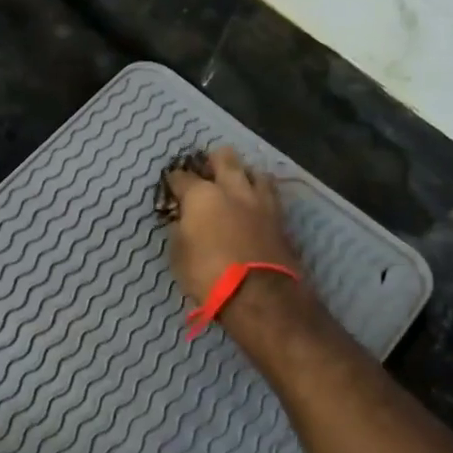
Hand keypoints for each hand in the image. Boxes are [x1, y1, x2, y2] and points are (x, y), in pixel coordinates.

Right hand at [160, 147, 301, 305]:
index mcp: (201, 195)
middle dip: (214, 160)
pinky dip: (261, 193)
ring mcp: (260, 201)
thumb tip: (182, 220)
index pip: (182, 177)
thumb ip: (180, 231)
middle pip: (225, 158)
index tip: (172, 185)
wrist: (258, 294)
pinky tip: (257, 201)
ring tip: (240, 180)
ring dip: (245, 173)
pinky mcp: (280, 218)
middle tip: (208, 168)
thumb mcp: (178, 255)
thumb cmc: (207, 274)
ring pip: (255, 171)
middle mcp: (232, 189)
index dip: (174, 180)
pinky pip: (270, 194)